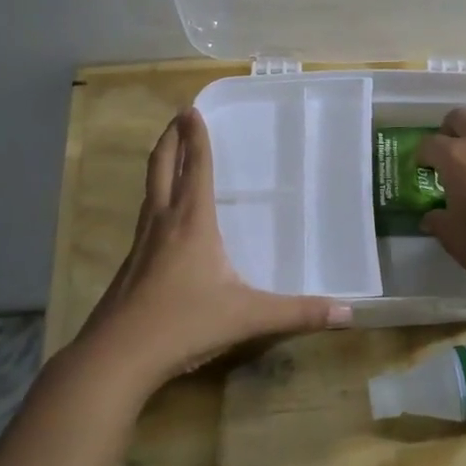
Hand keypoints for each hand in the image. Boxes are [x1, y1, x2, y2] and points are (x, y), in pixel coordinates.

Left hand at [75, 109, 350, 393]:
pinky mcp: (130, 262)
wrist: (117, 355)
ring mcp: (141, 242)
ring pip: (149, 189)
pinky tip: (163, 214)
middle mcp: (163, 221)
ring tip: (171, 152)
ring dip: (160, 163)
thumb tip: (348, 311)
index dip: (196, 137)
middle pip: (162, 167)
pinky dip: (155, 196)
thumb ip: (297, 313)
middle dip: (171, 138)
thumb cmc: (184, 324)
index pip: (196, 167)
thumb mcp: (247, 317)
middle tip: (179, 116)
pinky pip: (146, 214)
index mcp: (191, 222)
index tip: (192, 109)